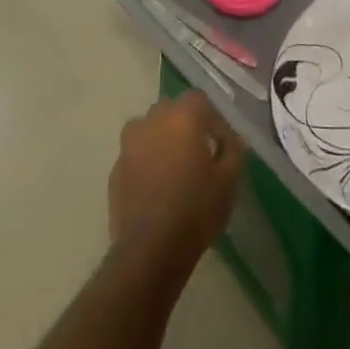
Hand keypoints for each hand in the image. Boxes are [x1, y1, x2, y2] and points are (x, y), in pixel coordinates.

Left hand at [109, 91, 242, 260]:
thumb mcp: (229, 181)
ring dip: (162, 142)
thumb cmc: (196, 209)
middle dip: (185, 126)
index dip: (212, 119)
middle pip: (171, 111)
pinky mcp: (115, 168)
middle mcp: (152, 120)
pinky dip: (146, 163)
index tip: (221, 145)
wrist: (150, 249)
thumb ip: (234, 151)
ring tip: (175, 171)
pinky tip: (157, 189)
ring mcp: (129, 143)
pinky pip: (136, 155)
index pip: (199, 99)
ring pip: (150, 130)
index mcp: (182, 116)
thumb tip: (233, 139)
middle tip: (199, 155)